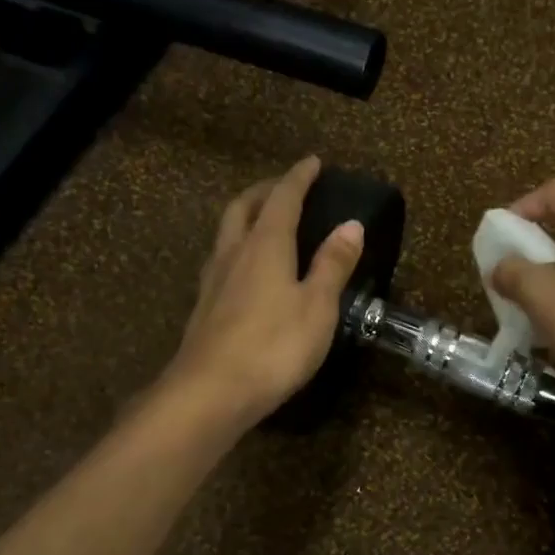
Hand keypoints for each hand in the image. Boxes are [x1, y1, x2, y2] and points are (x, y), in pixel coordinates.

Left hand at [160, 157, 363, 429]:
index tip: (312, 162)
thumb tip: (351, 225)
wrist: (210, 393)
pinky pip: (221, 261)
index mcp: (265, 246)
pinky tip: (245, 270)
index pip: (283, 199)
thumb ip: (333, 264)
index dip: (298, 178)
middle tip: (285, 188)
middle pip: (244, 208)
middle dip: (265, 191)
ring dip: (245, 217)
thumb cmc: (273, 346)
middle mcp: (234, 254)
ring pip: (226, 233)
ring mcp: (213, 281)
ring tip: (263, 222)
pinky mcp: (204, 308)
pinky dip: (237, 249)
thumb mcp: (317, 306)